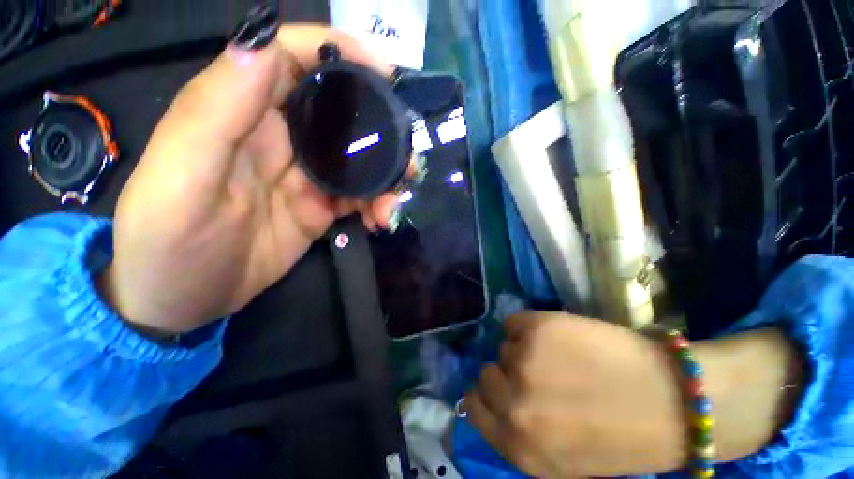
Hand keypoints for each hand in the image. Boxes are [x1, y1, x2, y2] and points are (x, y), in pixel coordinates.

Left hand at [100, 23, 401, 334]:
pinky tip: (380, 221)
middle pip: (343, 114)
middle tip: (407, 162)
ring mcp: (306, 177)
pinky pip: (358, 197)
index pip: (296, 58)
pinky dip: (376, 205)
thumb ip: (218, 109)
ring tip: (393, 205)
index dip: (342, 52)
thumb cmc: (166, 240)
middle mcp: (281, 137)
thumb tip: (263, 44)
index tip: (388, 72)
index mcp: (244, 112)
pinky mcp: (319, 209)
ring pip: (359, 161)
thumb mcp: (181, 174)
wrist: (179, 298)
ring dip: (385, 179)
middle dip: (382, 132)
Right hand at [464, 313, 687, 477]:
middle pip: (488, 373)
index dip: (487, 395)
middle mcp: (514, 406)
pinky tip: (555, 337)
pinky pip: (512, 323)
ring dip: (524, 351)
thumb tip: (492, 400)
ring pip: (504, 347)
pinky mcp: (537, 329)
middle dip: (507, 373)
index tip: (502, 389)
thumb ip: (518, 433)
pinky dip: (527, 328)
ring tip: (558, 359)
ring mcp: (524, 362)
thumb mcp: (558, 458)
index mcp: (518, 446)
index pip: (473, 405)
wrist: (670, 402)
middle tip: (538, 375)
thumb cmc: (617, 435)